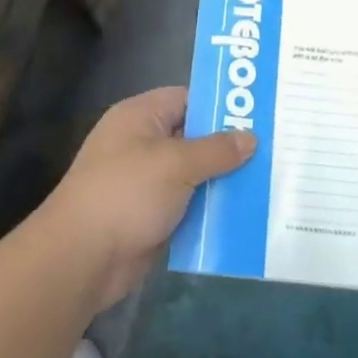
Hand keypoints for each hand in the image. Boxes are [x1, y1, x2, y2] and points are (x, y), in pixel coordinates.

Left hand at [42, 87, 254, 312]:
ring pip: (195, 174)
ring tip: (271, 179)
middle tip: (275, 148)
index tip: (261, 112)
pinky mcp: (151, 215)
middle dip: (230, 145)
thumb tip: (250, 138)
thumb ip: (216, 149)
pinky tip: (247, 212)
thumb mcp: (176, 163)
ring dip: (225, 180)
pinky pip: (189, 204)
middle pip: (195, 137)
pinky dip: (212, 208)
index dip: (222, 104)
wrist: (81, 258)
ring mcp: (146, 181)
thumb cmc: (126, 193)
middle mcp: (142, 143)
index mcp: (141, 116)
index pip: (188, 98)